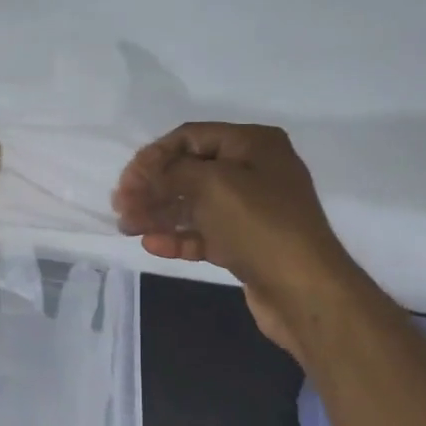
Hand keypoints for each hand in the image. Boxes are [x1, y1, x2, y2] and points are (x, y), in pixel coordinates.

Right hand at [111, 123, 347, 351]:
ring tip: (127, 227)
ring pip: (194, 205)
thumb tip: (143, 172)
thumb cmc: (259, 224)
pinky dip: (178, 237)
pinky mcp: (246, 244)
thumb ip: (171, 172)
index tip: (126, 180)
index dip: (154, 156)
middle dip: (153, 187)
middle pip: (190, 171)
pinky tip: (152, 244)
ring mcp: (251, 210)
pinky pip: (205, 233)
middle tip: (121, 206)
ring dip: (159, 214)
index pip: (191, 137)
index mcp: (253, 144)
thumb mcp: (212, 184)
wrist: (304, 288)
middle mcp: (254, 171)